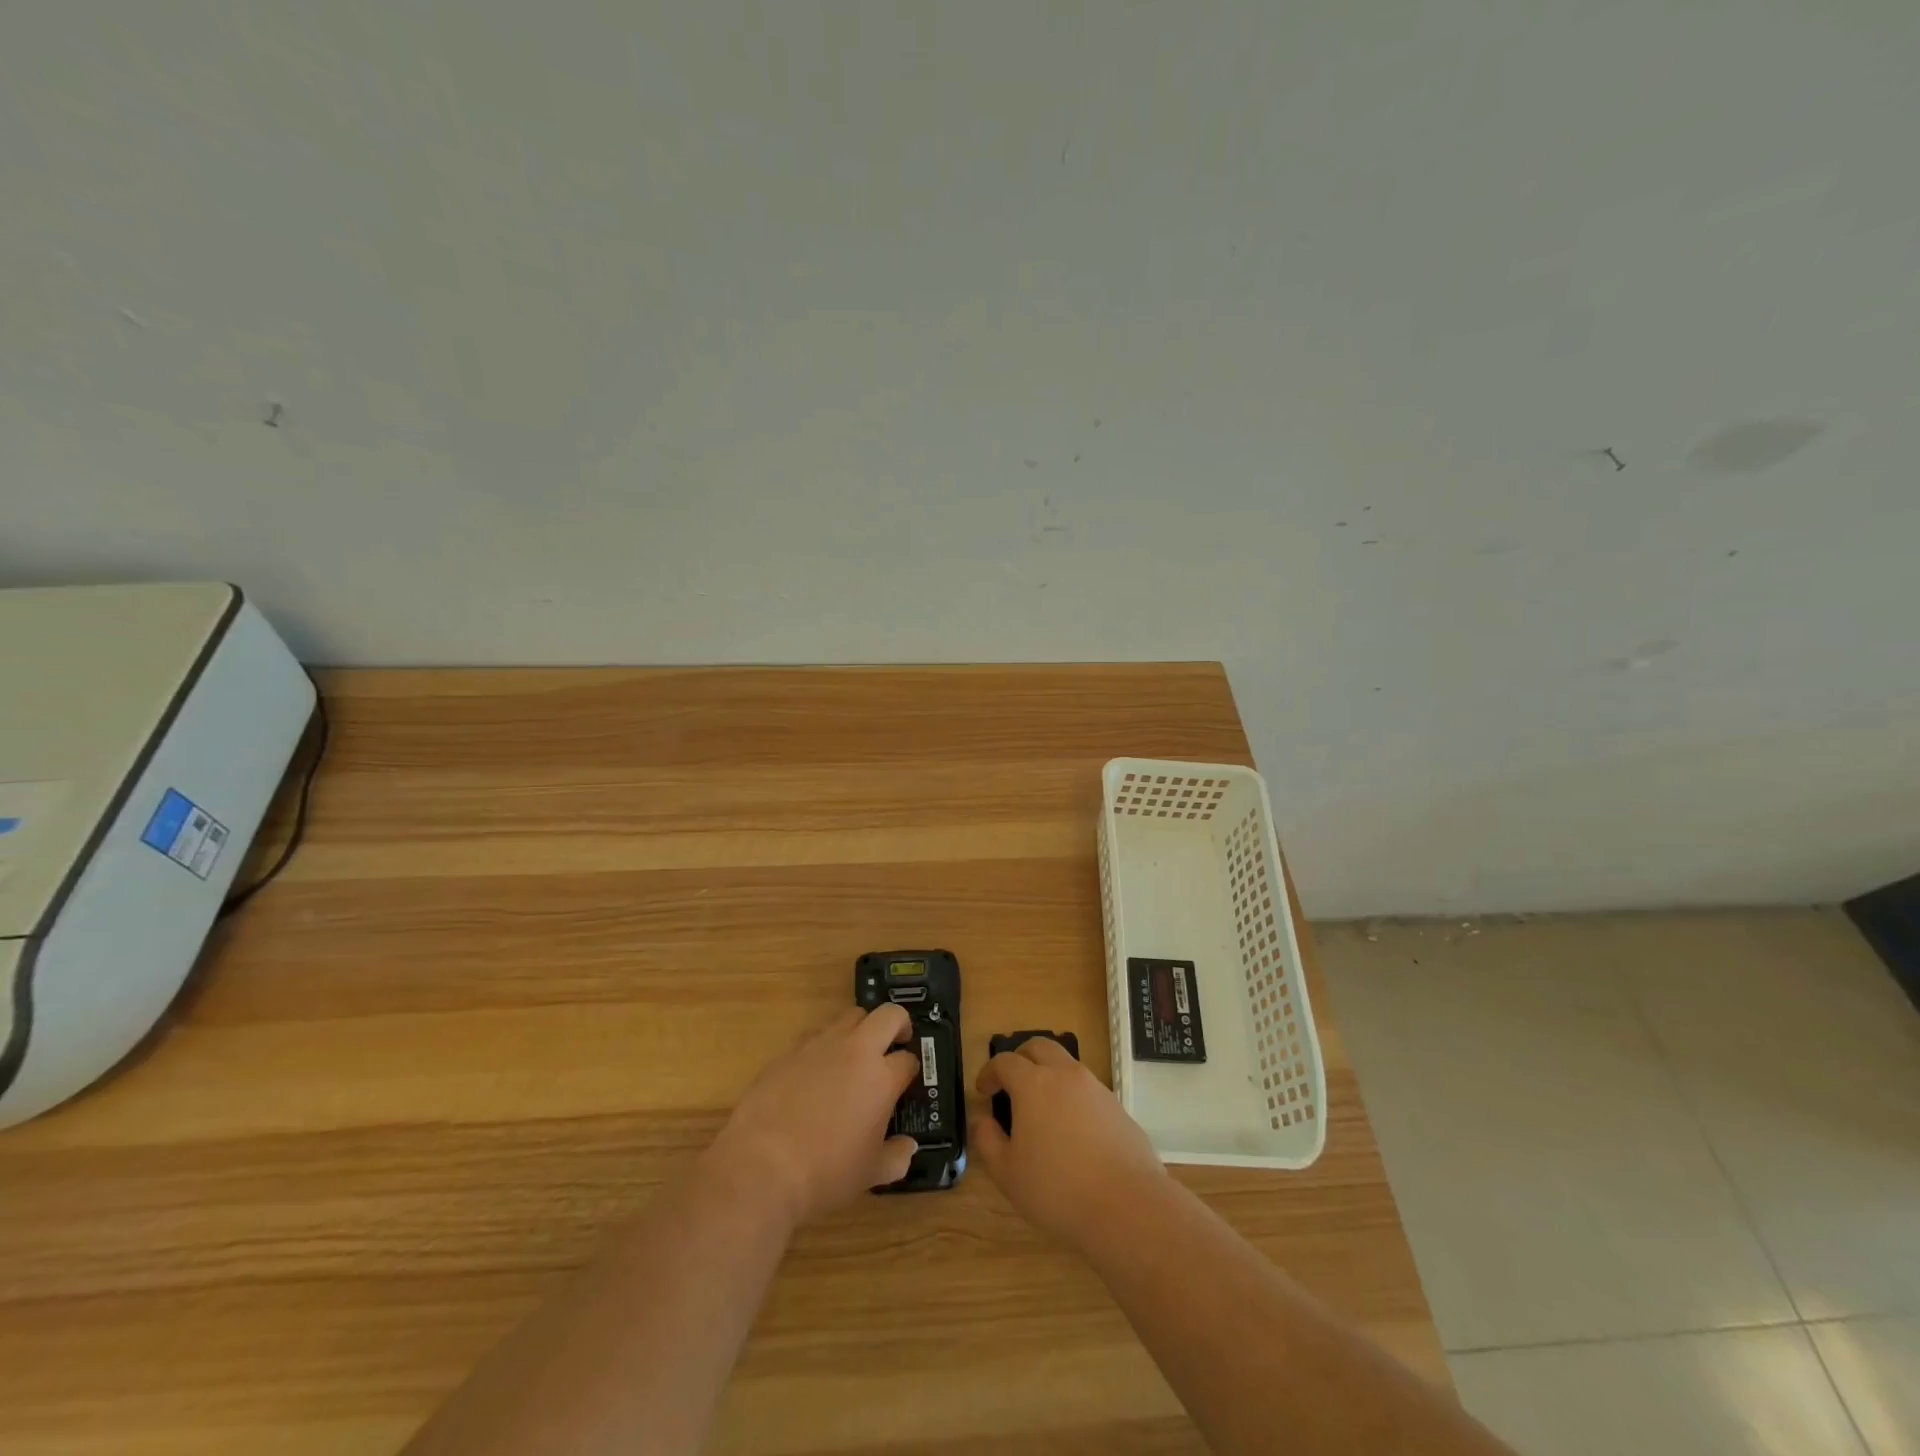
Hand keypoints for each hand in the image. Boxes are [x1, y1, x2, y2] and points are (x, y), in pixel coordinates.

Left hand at [707, 1005, 920, 1227]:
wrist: (761, 1166)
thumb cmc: (825, 1173)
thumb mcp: (870, 1174)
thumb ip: (896, 1157)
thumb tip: (907, 1147)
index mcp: (881, 1078)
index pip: (909, 1060)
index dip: (910, 1070)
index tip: (906, 1082)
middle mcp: (855, 1050)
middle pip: (889, 1015)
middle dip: (899, 1025)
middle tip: (895, 1045)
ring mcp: (820, 1045)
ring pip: (850, 1016)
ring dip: (860, 1030)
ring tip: (854, 1056)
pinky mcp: (790, 1050)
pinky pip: (815, 1035)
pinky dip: (824, 1046)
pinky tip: (816, 1073)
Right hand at [971, 1036, 1166, 1246]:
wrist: (1128, 1206)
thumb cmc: (1057, 1190)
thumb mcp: (1008, 1174)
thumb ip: (988, 1141)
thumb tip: (982, 1120)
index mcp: (1034, 1084)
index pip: (1006, 1061)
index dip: (990, 1072)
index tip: (983, 1090)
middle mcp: (1065, 1075)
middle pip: (1039, 1047)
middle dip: (1020, 1058)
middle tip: (1010, 1082)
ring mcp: (1096, 1088)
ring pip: (1066, 1064)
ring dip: (1048, 1074)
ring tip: (1041, 1107)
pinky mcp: (1117, 1107)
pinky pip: (1087, 1089)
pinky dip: (1072, 1096)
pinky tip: (1071, 1129)